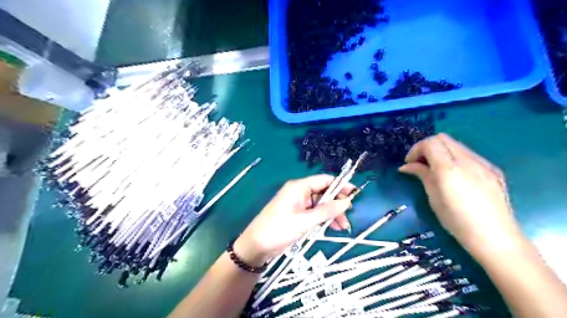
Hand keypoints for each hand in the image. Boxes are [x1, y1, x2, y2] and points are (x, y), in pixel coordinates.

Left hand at [235, 176, 353, 263]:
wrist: (256, 246)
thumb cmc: (278, 230)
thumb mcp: (304, 221)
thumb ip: (326, 211)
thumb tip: (347, 201)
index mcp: (299, 187)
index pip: (324, 180)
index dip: (340, 185)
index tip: (355, 194)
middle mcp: (299, 192)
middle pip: (323, 193)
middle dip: (337, 204)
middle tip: (347, 218)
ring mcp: (297, 204)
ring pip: (320, 204)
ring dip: (331, 214)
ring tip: (341, 227)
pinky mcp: (297, 215)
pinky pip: (314, 213)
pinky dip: (323, 219)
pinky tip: (330, 228)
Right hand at [398, 133, 522, 255]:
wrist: (495, 238)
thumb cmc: (457, 221)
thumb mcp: (433, 198)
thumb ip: (422, 175)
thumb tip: (407, 166)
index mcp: (449, 169)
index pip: (430, 143)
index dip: (416, 149)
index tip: (409, 163)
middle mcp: (467, 161)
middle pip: (442, 138)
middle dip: (426, 147)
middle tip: (419, 163)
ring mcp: (483, 163)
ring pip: (456, 144)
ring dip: (441, 151)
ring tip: (435, 168)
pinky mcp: (492, 169)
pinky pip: (469, 154)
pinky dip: (455, 157)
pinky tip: (454, 174)